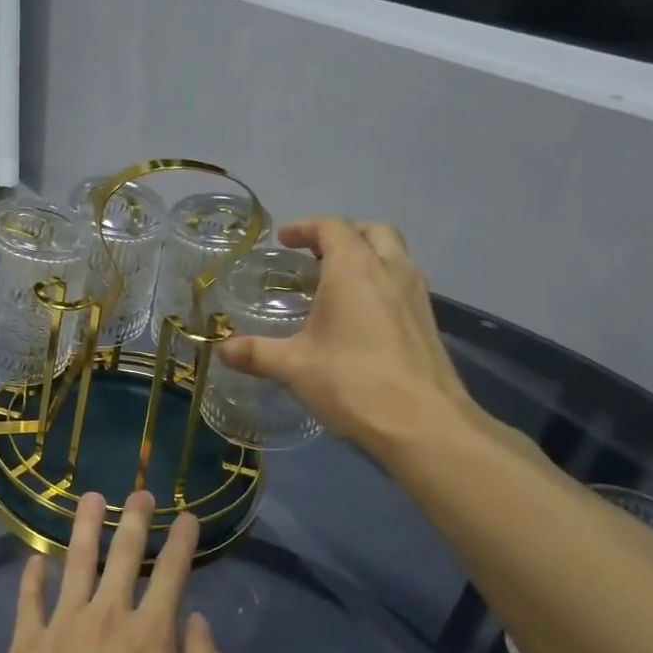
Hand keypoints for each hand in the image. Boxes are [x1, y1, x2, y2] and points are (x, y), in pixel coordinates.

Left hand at [0, 491, 219, 652]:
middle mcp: (106, 616)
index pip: (172, 574)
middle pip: (123, 555)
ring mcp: (62, 624)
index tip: (188, 516)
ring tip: (90, 498)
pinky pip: (29, 599)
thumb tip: (197, 621)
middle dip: (135, 519)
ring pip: (75, 561)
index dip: (182, 541)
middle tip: (140, 493)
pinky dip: (32, 576)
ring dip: (84, 527)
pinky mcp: (26, 642)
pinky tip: (34, 560)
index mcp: (149, 634)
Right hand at [219, 219, 480, 457]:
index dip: (305, 228)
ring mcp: (416, 296)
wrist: (423, 424)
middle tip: (316, 255)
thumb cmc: (352, 382)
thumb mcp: (294, 367)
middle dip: (343, 235)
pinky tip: (362, 316)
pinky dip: (382, 282)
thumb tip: (223, 350)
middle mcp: (390, 271)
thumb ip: (256, 353)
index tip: (284, 240)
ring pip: (394, 255)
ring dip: (367, 256)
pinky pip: (404, 283)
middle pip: (372, 232)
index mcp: (354, 270)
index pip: (332, 228)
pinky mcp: (429, 322)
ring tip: (338, 282)